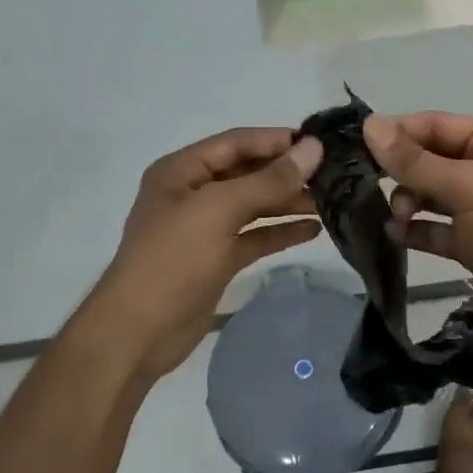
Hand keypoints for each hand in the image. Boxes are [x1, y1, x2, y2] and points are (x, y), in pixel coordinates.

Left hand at [88, 128, 323, 385]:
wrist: (139, 332)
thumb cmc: (173, 259)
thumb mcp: (219, 210)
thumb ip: (269, 180)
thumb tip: (313, 148)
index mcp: (182, 171)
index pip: (236, 143)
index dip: (277, 140)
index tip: (321, 142)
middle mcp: (193, 193)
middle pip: (247, 173)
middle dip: (287, 172)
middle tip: (333, 173)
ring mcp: (205, 228)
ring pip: (254, 206)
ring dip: (288, 202)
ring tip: (331, 200)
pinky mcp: (217, 259)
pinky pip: (254, 236)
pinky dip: (280, 232)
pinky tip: (313, 229)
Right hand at [364, 111, 472, 339]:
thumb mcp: (467, 186)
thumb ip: (415, 161)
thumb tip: (370, 125)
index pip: (434, 126)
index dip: (397, 134)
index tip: (358, 148)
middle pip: (429, 161)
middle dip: (401, 173)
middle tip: (370, 188)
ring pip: (430, 196)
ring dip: (407, 203)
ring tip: (396, 218)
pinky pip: (436, 230)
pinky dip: (417, 231)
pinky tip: (397, 237)